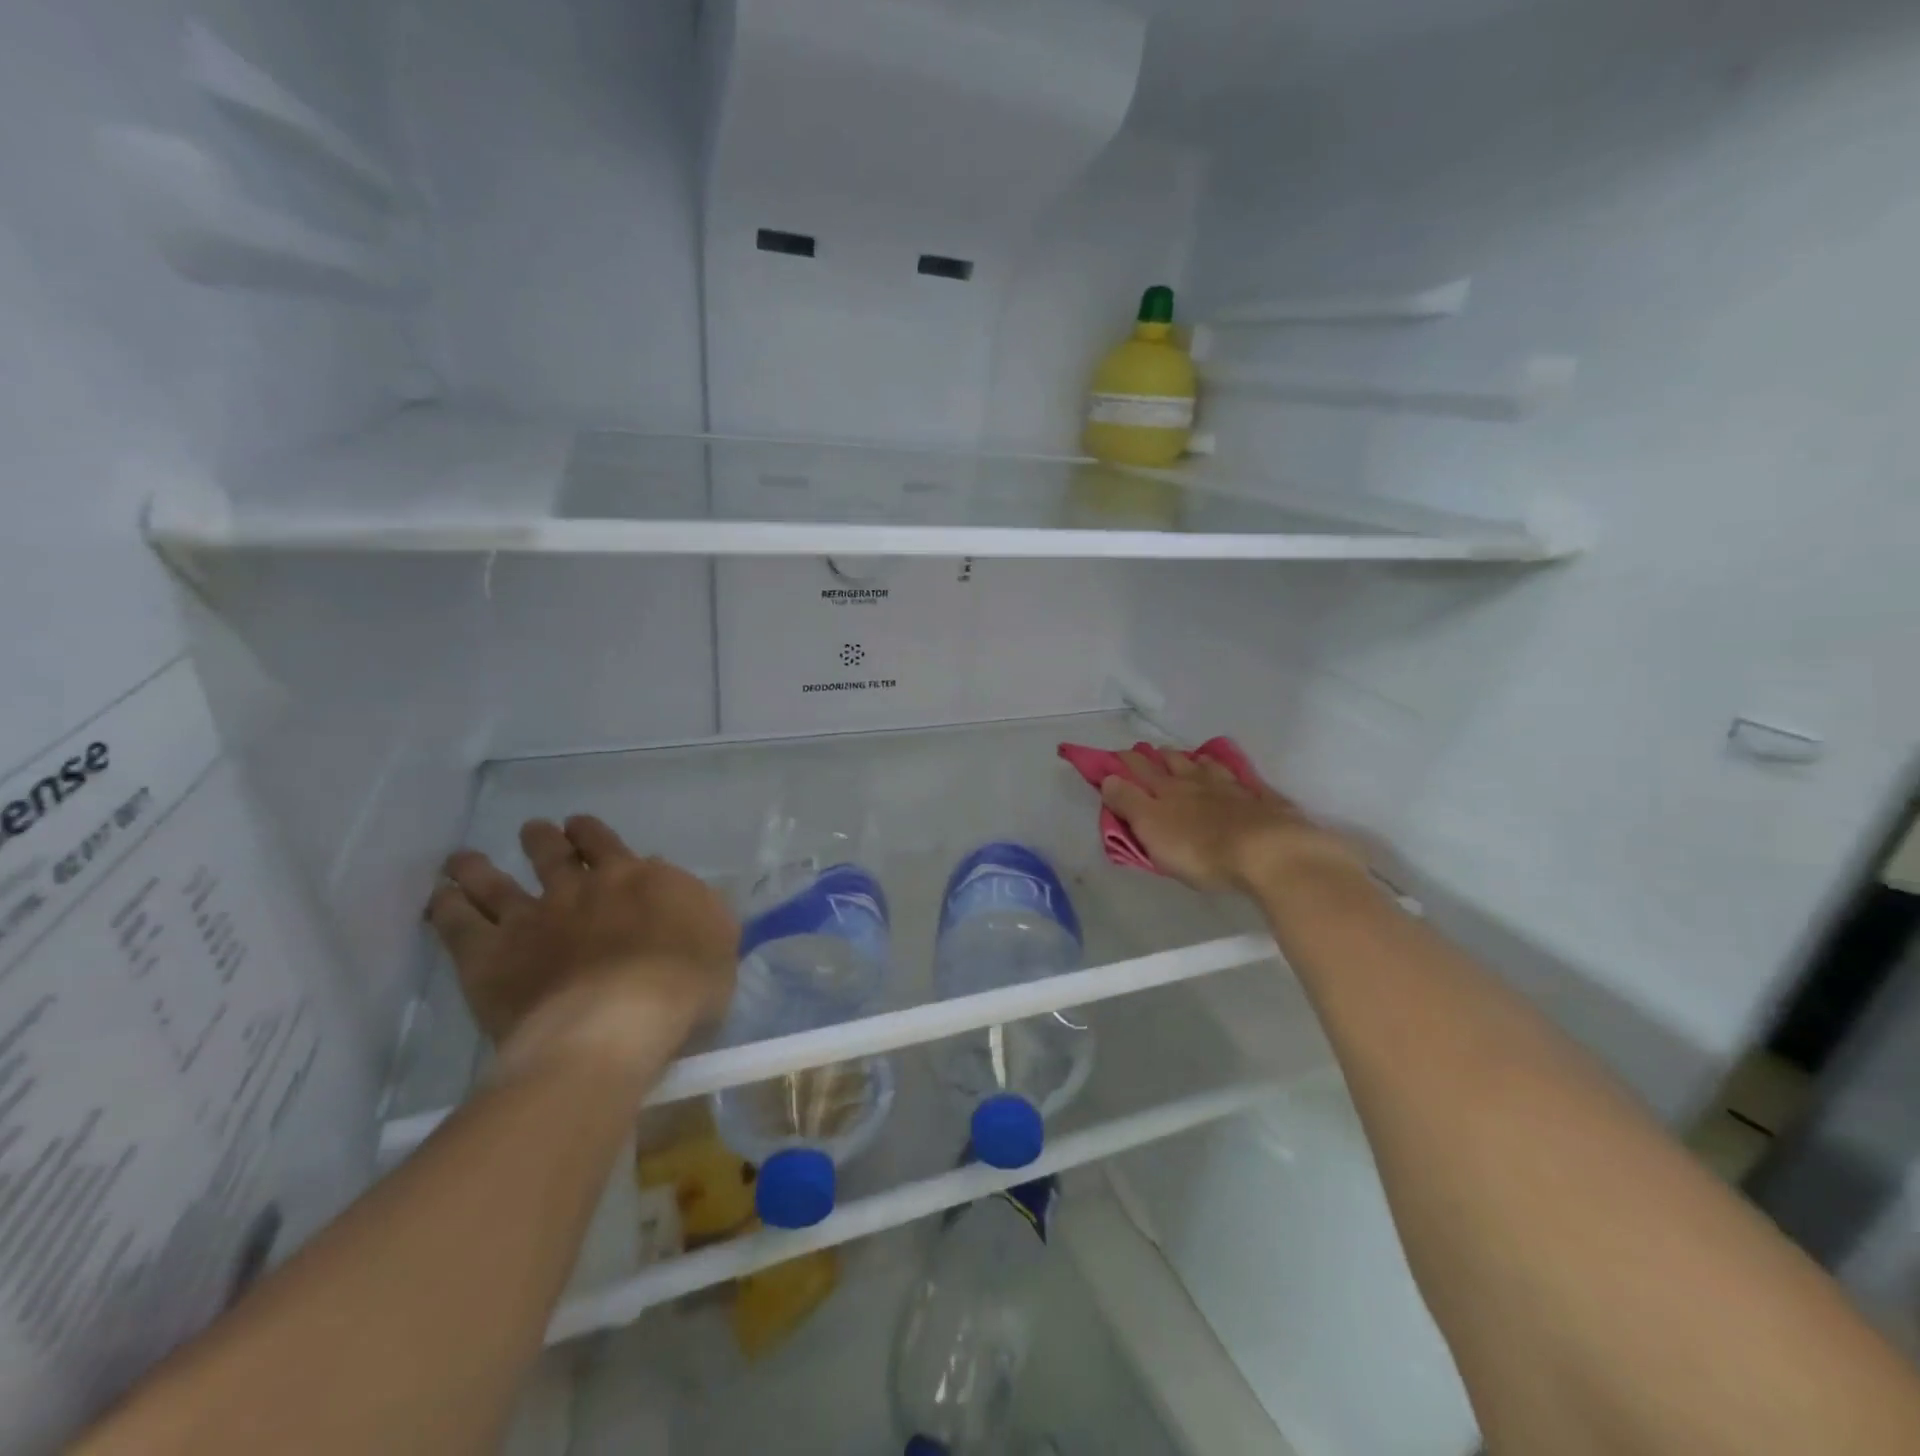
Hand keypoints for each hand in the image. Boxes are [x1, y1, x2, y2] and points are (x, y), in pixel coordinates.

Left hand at [426, 816, 736, 1073]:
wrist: (617, 1024)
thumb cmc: (684, 983)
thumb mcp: (717, 933)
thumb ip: (692, 900)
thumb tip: (659, 876)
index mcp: (633, 878)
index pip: (606, 844)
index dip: (590, 833)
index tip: (578, 827)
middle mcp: (578, 888)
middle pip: (553, 854)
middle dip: (542, 840)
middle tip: (533, 832)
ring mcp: (529, 920)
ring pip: (495, 883)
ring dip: (480, 868)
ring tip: (463, 860)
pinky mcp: (489, 958)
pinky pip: (458, 925)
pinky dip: (446, 908)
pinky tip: (438, 899)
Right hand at [1099, 749, 1366, 894]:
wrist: (1266, 852)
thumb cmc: (1199, 848)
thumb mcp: (1151, 829)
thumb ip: (1128, 803)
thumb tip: (1108, 778)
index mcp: (1166, 790)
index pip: (1139, 770)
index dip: (1125, 762)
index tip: (1114, 756)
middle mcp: (1196, 782)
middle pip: (1173, 763)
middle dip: (1156, 757)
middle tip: (1147, 752)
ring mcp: (1231, 789)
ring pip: (1206, 767)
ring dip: (1193, 760)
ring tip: (1187, 758)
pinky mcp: (1261, 801)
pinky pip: (1241, 781)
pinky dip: (1231, 775)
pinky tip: (1232, 776)